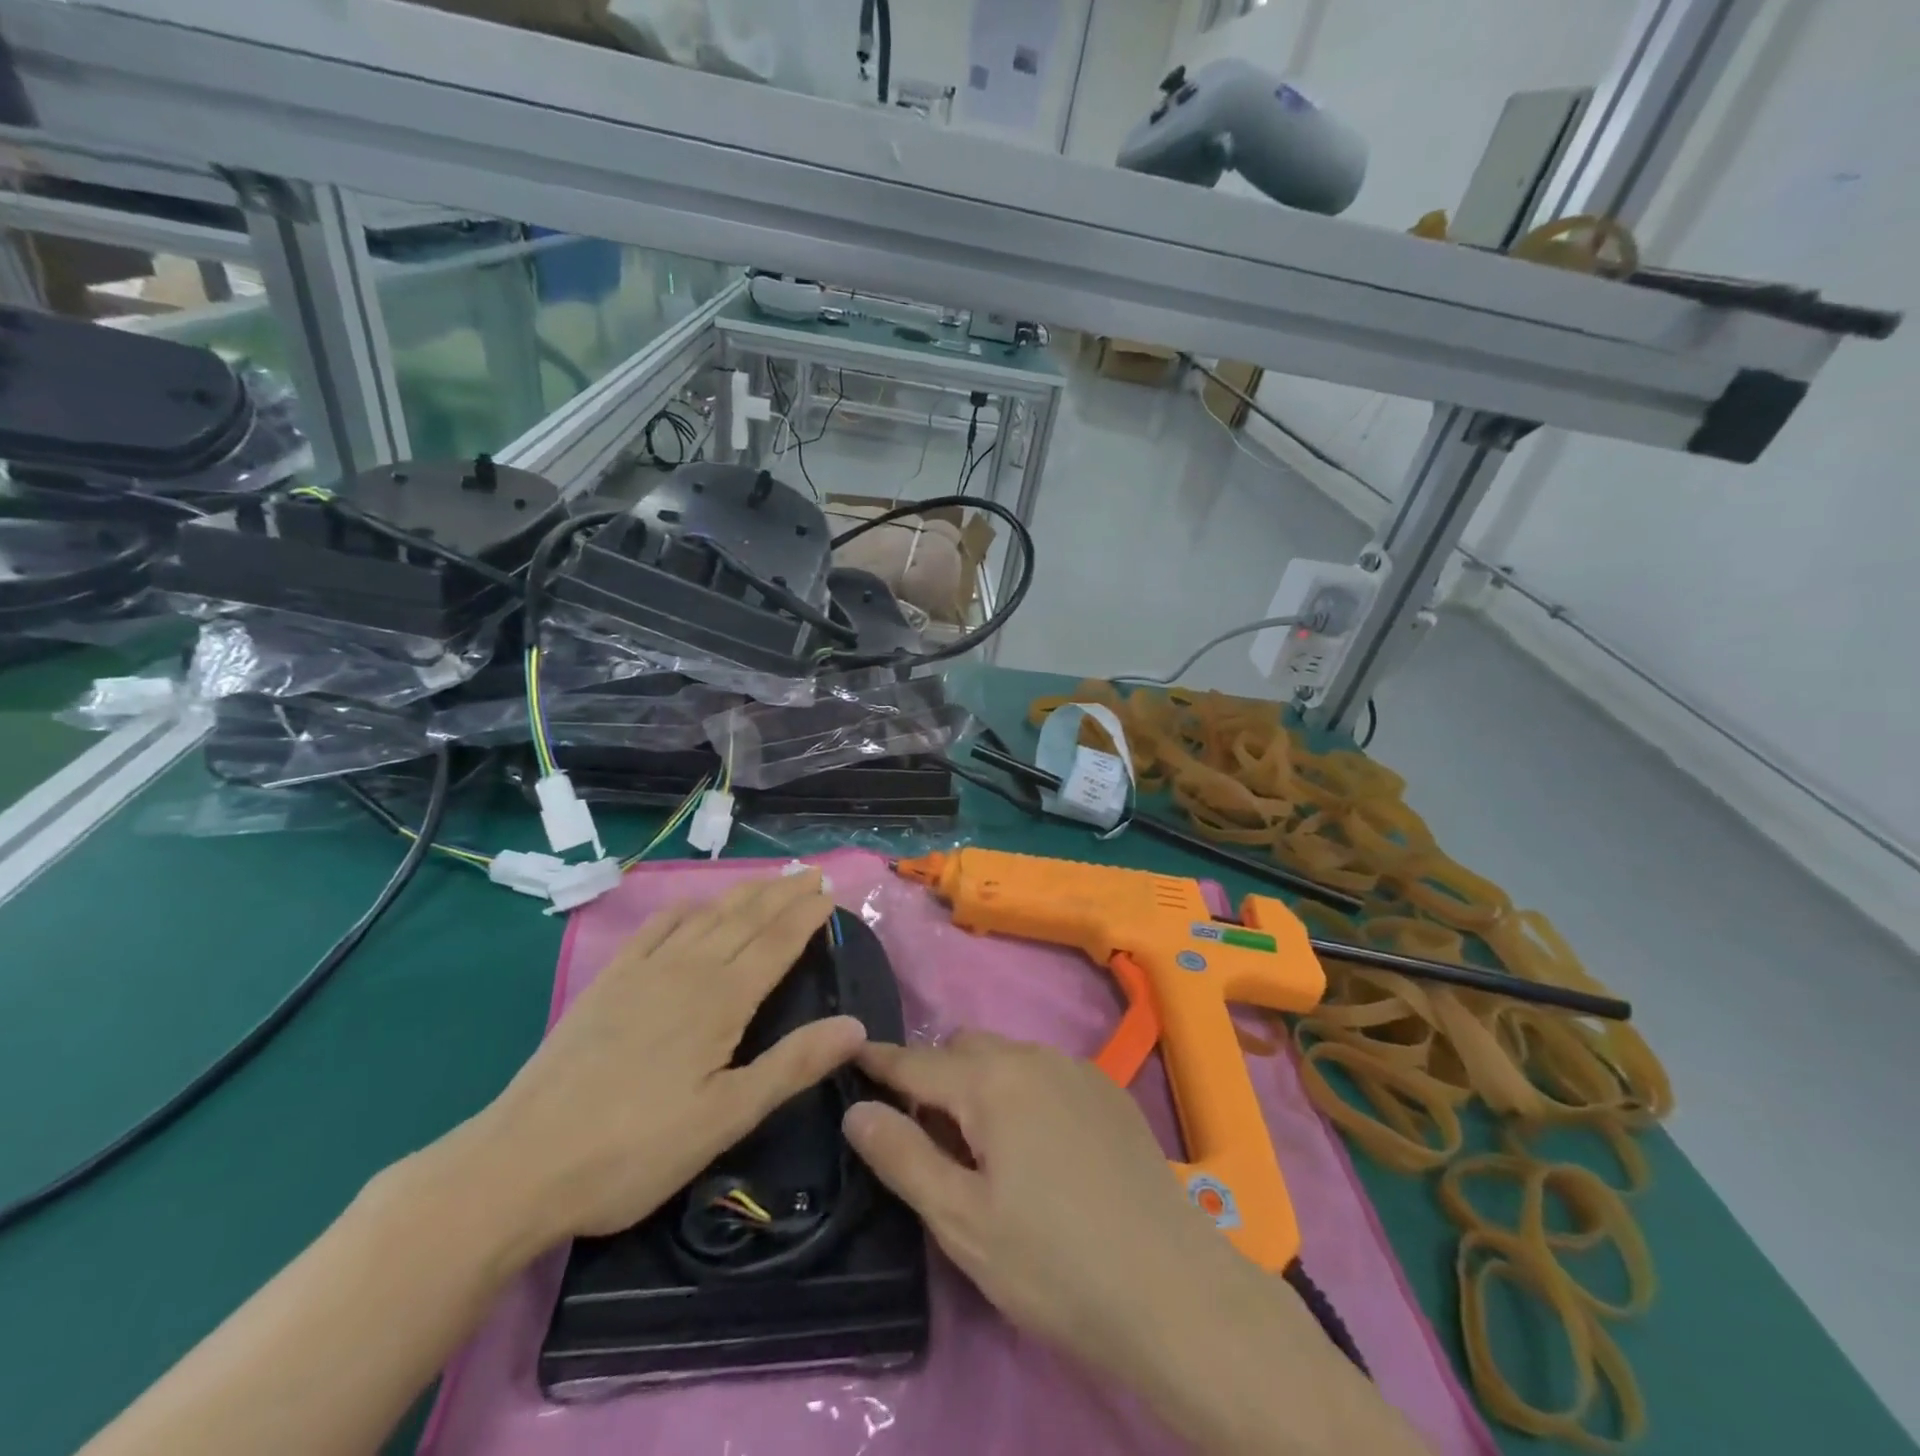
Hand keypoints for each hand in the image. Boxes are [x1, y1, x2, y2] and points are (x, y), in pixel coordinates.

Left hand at [451, 870, 863, 1250]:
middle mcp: (687, 970)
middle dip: (782, 893)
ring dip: (742, 893)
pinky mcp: (608, 982)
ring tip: (769, 880)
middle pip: (745, 917)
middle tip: (811, 873)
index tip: (831, 892)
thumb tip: (856, 1026)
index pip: (777, 942)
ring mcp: (643, 972)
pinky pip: (655, 928)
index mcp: (721, 1000)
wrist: (521, 1163)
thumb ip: (792, 1066)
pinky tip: (692, 906)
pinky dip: (684, 909)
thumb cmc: (635, 1150)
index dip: (807, 915)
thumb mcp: (725, 1119)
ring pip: (706, 916)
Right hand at [842, 1031, 1244, 1382]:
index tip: (850, 1056)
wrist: (1173, 1290)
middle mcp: (1034, 1056)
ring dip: (980, 1083)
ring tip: (980, 1146)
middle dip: (935, 1077)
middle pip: (965, 1050)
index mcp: (992, 1081)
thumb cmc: (1054, 1263)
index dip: (880, 1063)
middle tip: (924, 1134)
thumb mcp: (962, 1221)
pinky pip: (1045, 1073)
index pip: (918, 1062)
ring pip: (1008, 1058)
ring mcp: (1078, 1070)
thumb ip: (904, 1157)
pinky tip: (1037, 1148)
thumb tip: (858, 1110)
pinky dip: (1021, 1091)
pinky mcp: (1108, 1092)